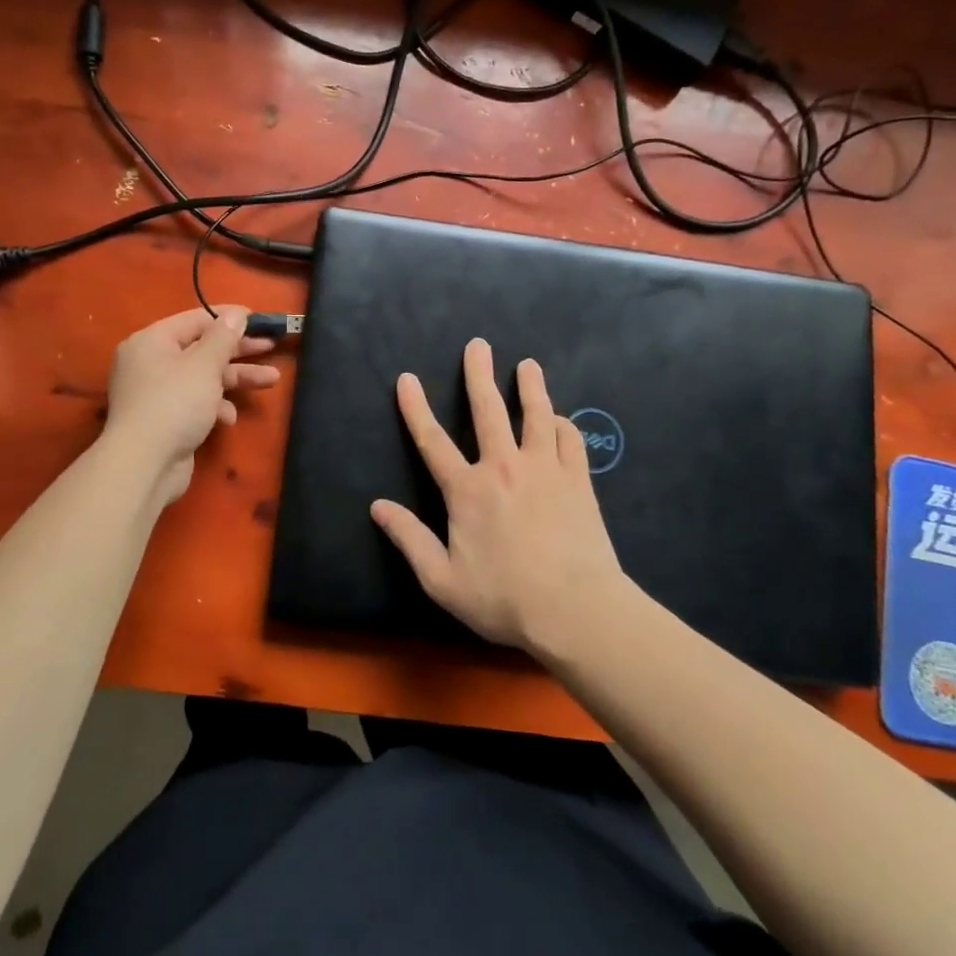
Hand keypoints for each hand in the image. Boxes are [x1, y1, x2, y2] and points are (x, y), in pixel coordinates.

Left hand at [103, 306, 279, 502]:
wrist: (145, 464)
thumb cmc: (175, 403)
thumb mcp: (204, 364)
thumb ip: (223, 337)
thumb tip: (236, 314)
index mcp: (152, 341)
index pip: (195, 320)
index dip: (228, 318)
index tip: (259, 319)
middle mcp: (151, 363)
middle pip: (202, 349)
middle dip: (239, 351)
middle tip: (271, 345)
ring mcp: (157, 393)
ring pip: (204, 377)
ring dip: (236, 379)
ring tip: (271, 380)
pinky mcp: (165, 420)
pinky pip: (196, 403)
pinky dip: (215, 406)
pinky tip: (229, 418)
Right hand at [370, 338, 627, 656]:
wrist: (576, 611)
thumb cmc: (504, 599)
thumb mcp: (442, 580)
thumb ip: (409, 539)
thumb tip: (377, 507)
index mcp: (467, 491)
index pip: (432, 441)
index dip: (416, 408)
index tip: (407, 378)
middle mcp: (504, 468)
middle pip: (488, 411)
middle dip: (479, 374)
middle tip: (478, 344)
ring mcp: (546, 470)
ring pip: (536, 415)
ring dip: (531, 387)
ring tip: (528, 365)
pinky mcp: (578, 481)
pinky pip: (571, 440)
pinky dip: (562, 424)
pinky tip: (558, 420)